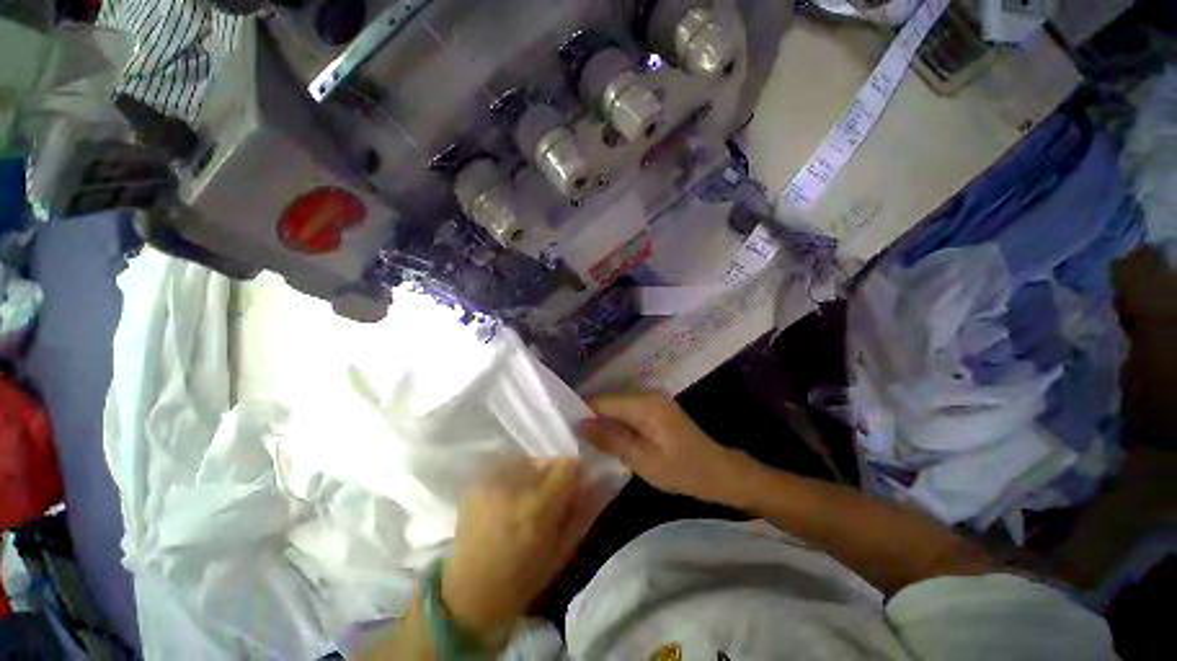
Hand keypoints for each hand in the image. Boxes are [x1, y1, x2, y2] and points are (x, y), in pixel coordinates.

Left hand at [442, 459, 602, 642]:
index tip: (576, 483)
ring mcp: (490, 483)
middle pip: (546, 460)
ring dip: (533, 473)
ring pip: (526, 460)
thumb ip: (580, 510)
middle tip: (550, 494)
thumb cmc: (522, 580)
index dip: (575, 472)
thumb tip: (594, 480)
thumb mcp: (561, 550)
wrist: (468, 594)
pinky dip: (514, 475)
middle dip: (553, 473)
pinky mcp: (476, 484)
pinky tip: (509, 497)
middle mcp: (512, 489)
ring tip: (527, 496)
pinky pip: (505, 466)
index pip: (567, 466)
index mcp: (537, 510)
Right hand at [579, 392, 752, 504]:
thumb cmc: (683, 471)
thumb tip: (581, 424)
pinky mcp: (656, 409)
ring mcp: (653, 400)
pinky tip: (611, 440)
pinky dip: (618, 424)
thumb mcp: (644, 461)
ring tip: (589, 443)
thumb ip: (612, 440)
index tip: (567, 430)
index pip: (603, 401)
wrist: (719, 472)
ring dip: (605, 423)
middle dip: (593, 419)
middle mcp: (647, 395)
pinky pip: (629, 412)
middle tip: (577, 441)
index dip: (584, 413)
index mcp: (644, 404)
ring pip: (618, 407)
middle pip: (609, 402)